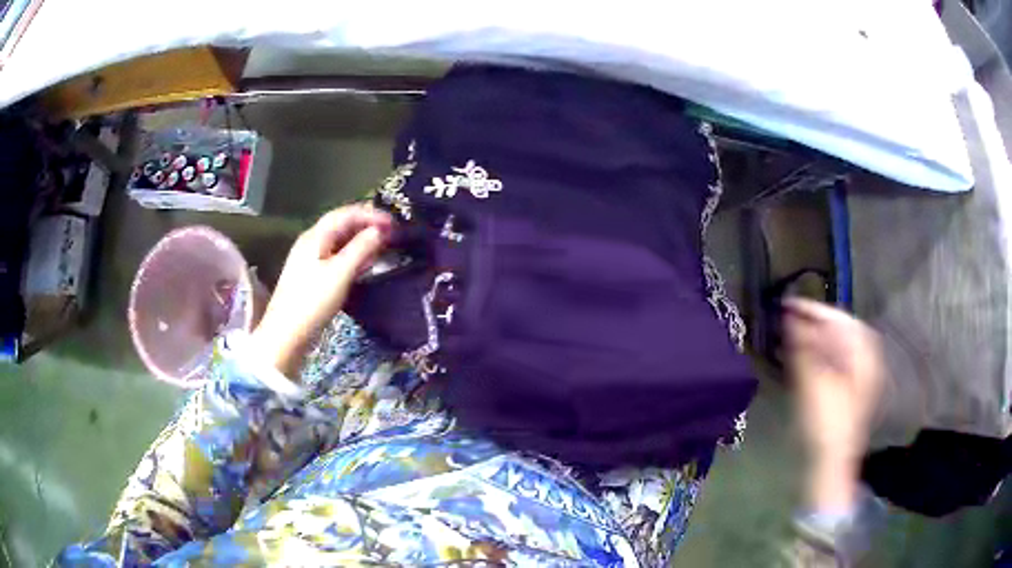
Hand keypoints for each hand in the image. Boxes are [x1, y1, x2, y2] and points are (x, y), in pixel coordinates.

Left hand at [250, 205, 392, 376]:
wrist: (286, 335)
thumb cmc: (312, 301)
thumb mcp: (340, 273)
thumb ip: (361, 248)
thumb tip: (380, 230)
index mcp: (316, 236)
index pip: (346, 213)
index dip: (371, 214)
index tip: (395, 223)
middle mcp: (311, 242)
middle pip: (342, 224)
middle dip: (367, 225)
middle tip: (391, 233)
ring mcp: (310, 259)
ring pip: (339, 241)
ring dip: (361, 240)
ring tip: (383, 247)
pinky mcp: (312, 276)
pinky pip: (336, 256)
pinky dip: (353, 256)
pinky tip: (364, 265)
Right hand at [783, 299, 883, 511]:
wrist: (829, 464)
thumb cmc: (824, 425)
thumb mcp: (813, 385)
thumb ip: (803, 348)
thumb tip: (789, 317)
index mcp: (863, 356)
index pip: (840, 320)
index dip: (815, 310)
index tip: (788, 304)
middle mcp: (865, 361)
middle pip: (841, 330)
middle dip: (815, 322)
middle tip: (789, 319)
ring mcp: (859, 376)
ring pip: (838, 345)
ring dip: (816, 337)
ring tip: (792, 335)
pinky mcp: (849, 389)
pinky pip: (836, 359)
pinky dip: (819, 353)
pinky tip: (804, 357)